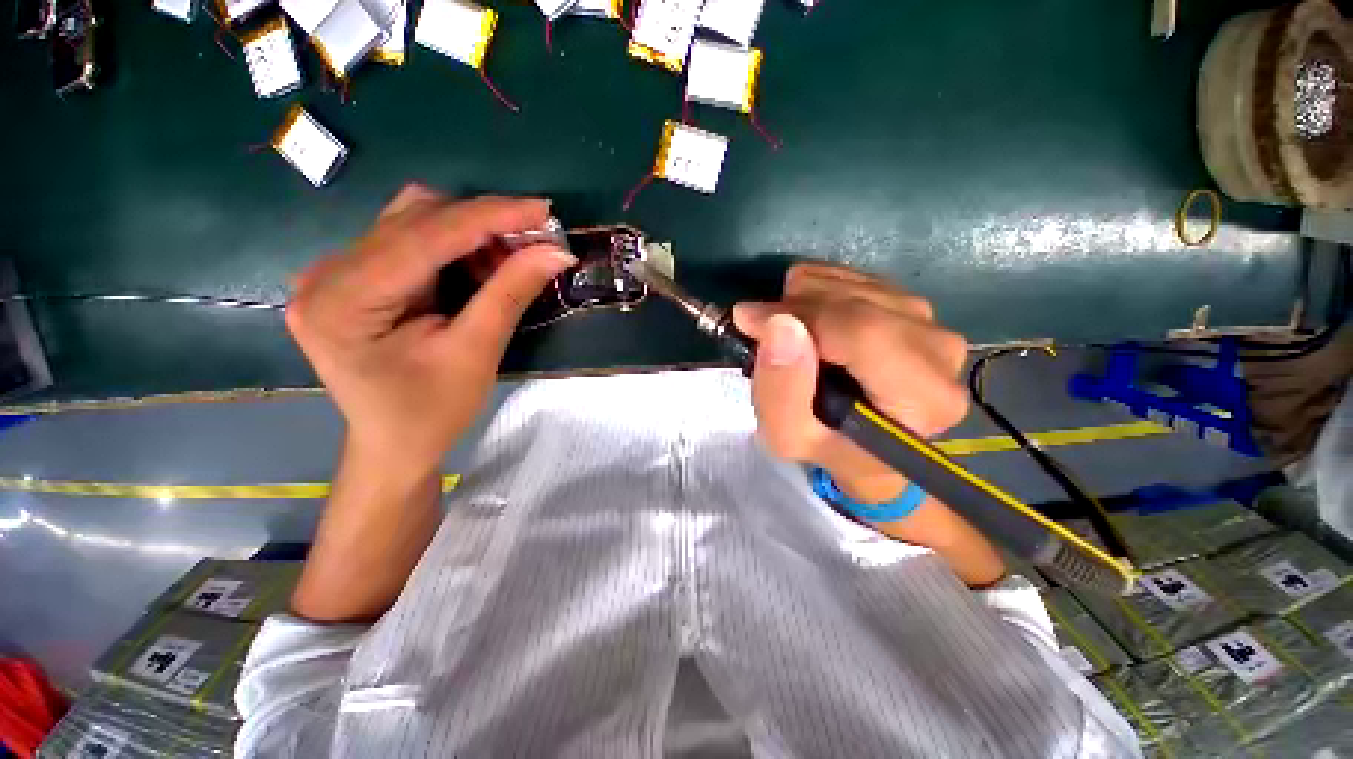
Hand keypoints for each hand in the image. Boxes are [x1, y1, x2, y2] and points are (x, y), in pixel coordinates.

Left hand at [286, 186, 575, 476]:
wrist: (394, 445)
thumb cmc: (432, 411)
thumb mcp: (476, 354)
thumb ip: (510, 294)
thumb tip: (555, 251)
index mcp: (344, 299)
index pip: (425, 235)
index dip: (490, 216)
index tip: (544, 210)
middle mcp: (328, 273)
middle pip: (414, 218)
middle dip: (483, 224)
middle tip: (534, 244)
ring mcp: (336, 272)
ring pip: (412, 221)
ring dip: (470, 233)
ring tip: (509, 262)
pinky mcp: (354, 278)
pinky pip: (409, 240)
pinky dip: (454, 246)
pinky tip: (480, 268)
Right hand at [733, 262, 969, 504]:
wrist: (860, 441)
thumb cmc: (825, 446)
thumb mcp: (788, 435)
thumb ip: (781, 389)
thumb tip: (779, 324)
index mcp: (923, 396)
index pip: (862, 332)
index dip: (800, 317)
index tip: (749, 319)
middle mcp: (941, 351)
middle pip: (858, 302)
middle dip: (796, 309)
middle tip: (762, 328)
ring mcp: (932, 322)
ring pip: (855, 284)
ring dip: (806, 301)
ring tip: (786, 331)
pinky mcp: (913, 306)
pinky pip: (857, 276)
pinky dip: (819, 290)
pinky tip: (807, 318)